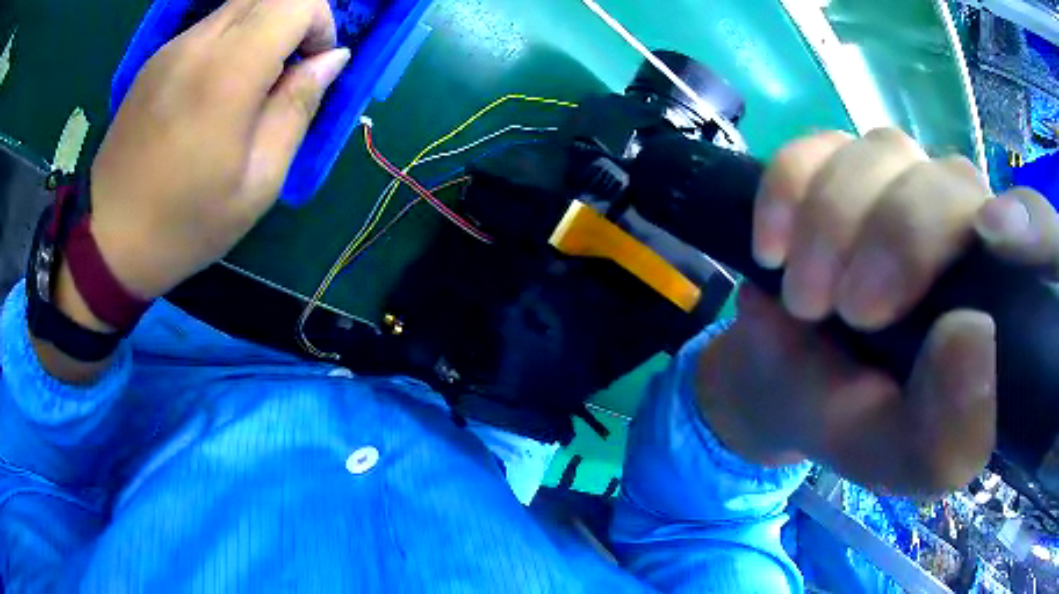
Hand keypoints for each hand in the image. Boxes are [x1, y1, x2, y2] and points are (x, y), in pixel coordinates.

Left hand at [36, 0, 346, 382]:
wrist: (109, 242)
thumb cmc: (186, 224)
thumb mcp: (259, 181)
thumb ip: (298, 107)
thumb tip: (332, 59)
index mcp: (227, 73)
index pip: (297, 2)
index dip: (320, 23)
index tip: (313, 67)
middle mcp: (198, 44)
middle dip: (296, 20)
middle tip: (287, 71)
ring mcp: (172, 49)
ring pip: (239, 6)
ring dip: (263, 29)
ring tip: (250, 86)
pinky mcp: (155, 61)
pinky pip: (209, 28)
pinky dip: (231, 41)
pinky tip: (214, 92)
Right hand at [696, 129, 1057, 495]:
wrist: (783, 386)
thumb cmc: (856, 423)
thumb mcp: (902, 460)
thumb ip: (947, 437)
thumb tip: (973, 335)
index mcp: (996, 298)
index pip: (1040, 233)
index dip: (1029, 222)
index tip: (992, 236)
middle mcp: (960, 223)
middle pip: (949, 181)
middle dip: (898, 237)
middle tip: (848, 310)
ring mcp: (897, 183)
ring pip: (882, 153)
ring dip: (834, 220)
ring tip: (804, 296)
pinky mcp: (835, 165)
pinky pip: (815, 146)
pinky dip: (788, 188)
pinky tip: (771, 245)